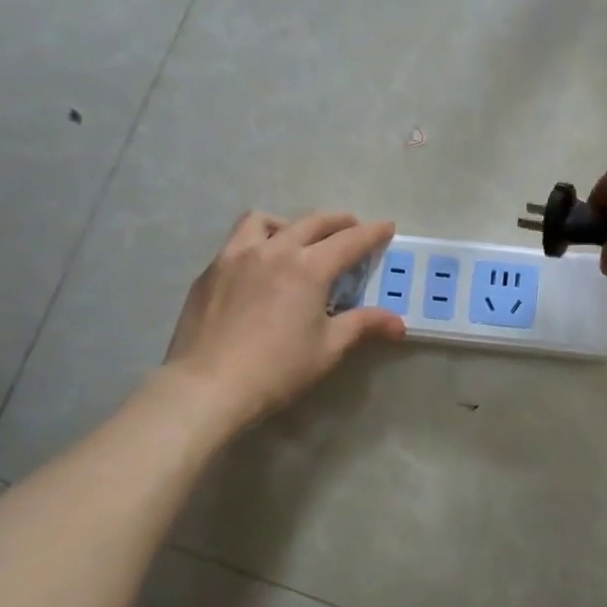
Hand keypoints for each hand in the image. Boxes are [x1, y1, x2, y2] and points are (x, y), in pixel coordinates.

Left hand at [162, 211, 406, 428]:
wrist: (207, 385)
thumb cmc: (276, 369)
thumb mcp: (327, 349)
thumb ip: (363, 326)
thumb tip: (399, 323)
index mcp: (308, 267)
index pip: (349, 241)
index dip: (372, 233)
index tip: (387, 227)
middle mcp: (273, 250)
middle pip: (312, 222)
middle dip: (338, 221)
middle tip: (352, 228)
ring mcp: (236, 255)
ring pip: (265, 220)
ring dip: (290, 223)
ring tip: (296, 239)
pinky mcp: (211, 270)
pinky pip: (237, 241)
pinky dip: (257, 242)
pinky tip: (258, 267)